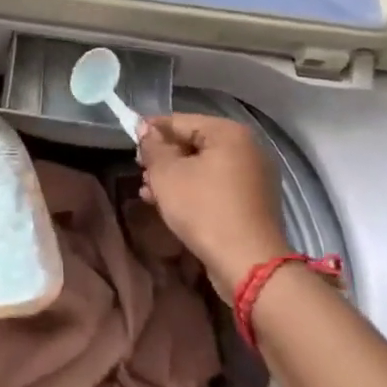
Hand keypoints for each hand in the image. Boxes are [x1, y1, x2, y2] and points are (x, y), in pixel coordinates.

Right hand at [137, 113, 288, 297]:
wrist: (248, 265)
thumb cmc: (204, 209)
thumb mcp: (167, 174)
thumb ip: (152, 146)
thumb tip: (145, 128)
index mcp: (229, 133)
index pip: (180, 121)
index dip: (152, 131)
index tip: (131, 144)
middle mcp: (247, 148)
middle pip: (193, 143)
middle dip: (164, 158)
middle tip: (141, 172)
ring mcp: (254, 176)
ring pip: (203, 167)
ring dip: (175, 177)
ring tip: (149, 192)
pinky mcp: (254, 202)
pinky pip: (217, 186)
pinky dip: (194, 191)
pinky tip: (170, 205)